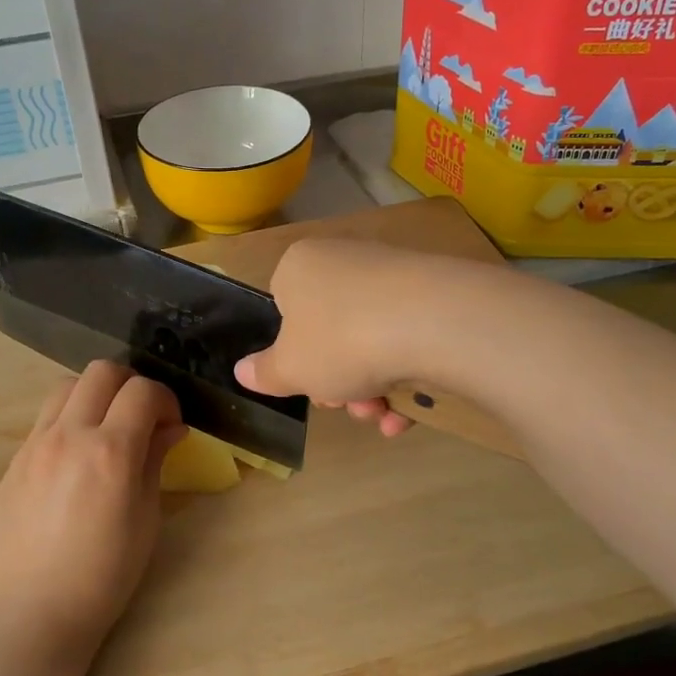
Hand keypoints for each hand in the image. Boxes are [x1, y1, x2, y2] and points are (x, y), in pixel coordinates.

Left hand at [0, 361, 186, 665]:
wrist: (36, 610)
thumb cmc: (106, 573)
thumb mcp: (146, 517)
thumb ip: (156, 461)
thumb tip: (170, 428)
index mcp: (110, 451)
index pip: (143, 391)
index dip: (166, 399)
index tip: (172, 424)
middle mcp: (69, 435)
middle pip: (101, 371)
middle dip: (131, 384)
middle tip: (142, 416)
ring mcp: (35, 444)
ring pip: (67, 386)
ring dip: (95, 394)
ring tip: (107, 428)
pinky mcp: (15, 460)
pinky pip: (45, 418)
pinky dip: (69, 419)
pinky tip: (77, 456)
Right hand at [234, 238, 418, 436]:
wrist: (433, 322)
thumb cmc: (340, 340)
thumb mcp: (290, 368)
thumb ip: (265, 373)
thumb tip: (242, 371)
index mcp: (300, 266)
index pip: (284, 308)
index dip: (293, 354)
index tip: (306, 383)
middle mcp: (345, 260)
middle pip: (330, 332)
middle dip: (336, 380)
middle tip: (347, 405)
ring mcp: (393, 275)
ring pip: (370, 341)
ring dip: (371, 389)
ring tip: (382, 415)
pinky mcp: (434, 294)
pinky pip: (408, 339)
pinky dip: (405, 377)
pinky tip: (409, 412)